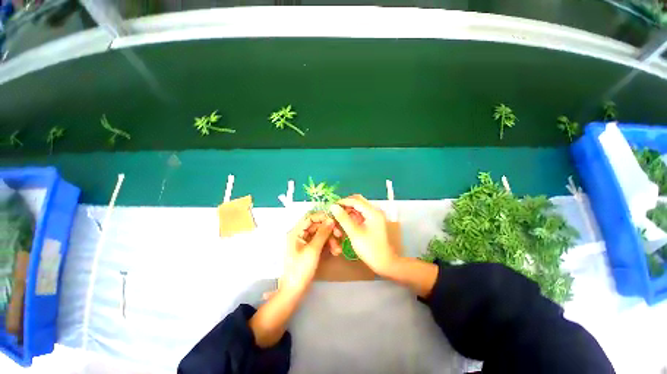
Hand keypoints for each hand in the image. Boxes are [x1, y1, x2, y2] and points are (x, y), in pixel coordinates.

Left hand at [277, 213, 334, 295]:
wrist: (294, 291)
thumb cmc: (301, 269)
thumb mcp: (313, 250)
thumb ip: (322, 233)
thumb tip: (331, 219)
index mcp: (296, 232)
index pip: (309, 217)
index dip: (322, 217)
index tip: (334, 220)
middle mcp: (299, 234)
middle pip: (316, 226)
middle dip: (329, 231)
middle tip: (340, 235)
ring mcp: (304, 242)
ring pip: (320, 234)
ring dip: (330, 240)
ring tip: (337, 250)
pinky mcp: (309, 249)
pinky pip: (319, 242)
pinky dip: (327, 245)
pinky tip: (334, 252)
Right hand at [330, 195, 397, 274]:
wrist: (384, 263)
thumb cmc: (370, 249)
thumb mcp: (354, 233)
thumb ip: (343, 218)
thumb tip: (333, 206)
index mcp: (373, 212)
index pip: (355, 200)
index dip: (342, 202)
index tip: (331, 207)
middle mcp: (374, 211)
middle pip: (357, 202)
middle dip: (345, 206)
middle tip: (334, 213)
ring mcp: (374, 216)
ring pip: (358, 208)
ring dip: (348, 212)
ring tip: (338, 220)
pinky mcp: (372, 221)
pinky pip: (360, 215)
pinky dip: (352, 217)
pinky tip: (345, 224)